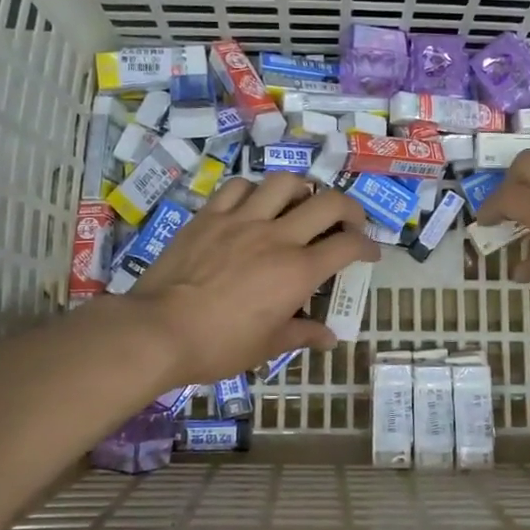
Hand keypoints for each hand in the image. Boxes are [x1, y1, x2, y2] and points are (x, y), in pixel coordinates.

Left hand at [125, 173, 376, 387]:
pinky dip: (254, 191)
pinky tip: (254, 203)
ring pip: (284, 182)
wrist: (159, 331)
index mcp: (297, 272)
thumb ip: (302, 335)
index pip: (348, 246)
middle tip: (348, 222)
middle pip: (328, 203)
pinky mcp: (210, 215)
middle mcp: (277, 237)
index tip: (370, 252)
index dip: (367, 246)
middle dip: (349, 208)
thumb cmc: (218, 346)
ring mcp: (242, 220)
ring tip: (301, 203)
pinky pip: (238, 187)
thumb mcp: (266, 347)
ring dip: (302, 189)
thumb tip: (329, 338)